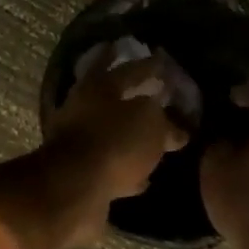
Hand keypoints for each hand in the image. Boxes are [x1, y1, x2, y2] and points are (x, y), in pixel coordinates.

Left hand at [43, 45, 190, 231]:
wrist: (73, 189)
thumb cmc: (114, 143)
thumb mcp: (151, 123)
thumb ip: (164, 121)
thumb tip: (175, 129)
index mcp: (99, 87)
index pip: (129, 69)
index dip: (149, 65)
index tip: (162, 60)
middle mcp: (83, 109)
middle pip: (111, 98)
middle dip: (131, 95)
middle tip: (151, 93)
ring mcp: (77, 142)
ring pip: (109, 132)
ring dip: (128, 134)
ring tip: (152, 136)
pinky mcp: (79, 173)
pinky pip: (109, 165)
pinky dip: (126, 169)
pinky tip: (144, 176)